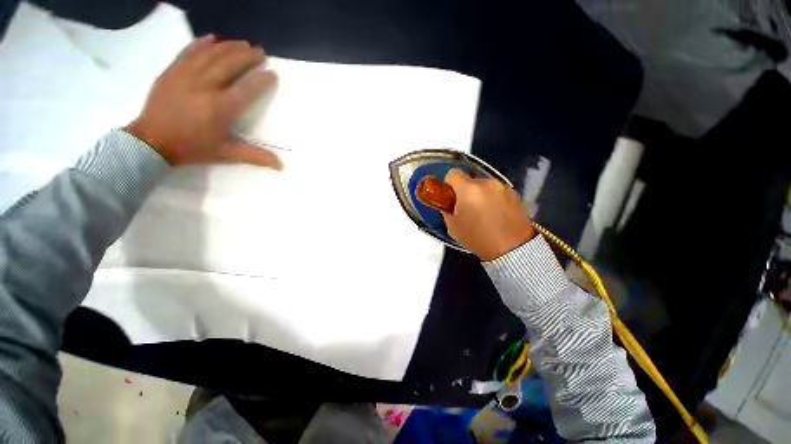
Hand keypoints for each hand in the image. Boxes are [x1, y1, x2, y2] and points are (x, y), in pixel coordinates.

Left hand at [125, 35, 281, 168]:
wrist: (152, 142)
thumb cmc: (193, 148)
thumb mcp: (227, 154)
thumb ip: (255, 156)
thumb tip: (281, 165)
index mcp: (221, 107)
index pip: (247, 88)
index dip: (262, 80)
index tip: (272, 73)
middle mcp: (205, 86)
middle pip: (229, 64)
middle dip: (247, 56)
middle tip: (260, 51)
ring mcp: (186, 75)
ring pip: (211, 54)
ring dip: (229, 47)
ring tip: (242, 43)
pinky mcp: (172, 71)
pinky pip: (188, 51)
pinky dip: (201, 43)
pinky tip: (213, 38)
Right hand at [441, 169, 536, 260]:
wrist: (513, 249)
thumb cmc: (477, 238)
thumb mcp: (453, 226)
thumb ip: (447, 209)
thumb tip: (448, 203)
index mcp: (469, 189)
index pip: (453, 173)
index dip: (449, 185)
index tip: (450, 198)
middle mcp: (487, 182)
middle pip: (469, 180)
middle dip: (465, 191)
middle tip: (467, 209)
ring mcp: (503, 187)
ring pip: (484, 186)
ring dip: (480, 195)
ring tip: (484, 214)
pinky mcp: (515, 193)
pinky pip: (497, 191)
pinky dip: (493, 199)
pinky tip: (496, 215)